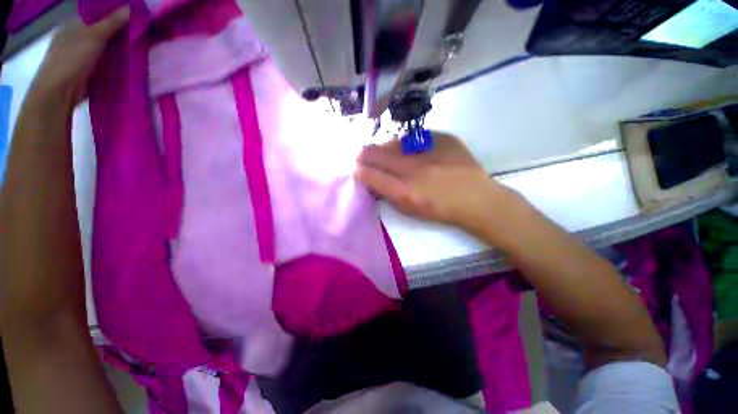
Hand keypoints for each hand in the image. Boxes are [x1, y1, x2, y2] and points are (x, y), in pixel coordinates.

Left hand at [28, 6, 129, 105]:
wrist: (58, 93)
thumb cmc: (71, 60)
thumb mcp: (93, 37)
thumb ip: (111, 23)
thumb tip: (130, 8)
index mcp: (72, 26)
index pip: (95, 16)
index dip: (113, 15)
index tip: (132, 18)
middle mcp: (74, 38)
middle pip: (99, 32)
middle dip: (117, 33)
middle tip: (137, 34)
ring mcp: (78, 56)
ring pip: (102, 48)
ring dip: (116, 49)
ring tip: (135, 49)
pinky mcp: (84, 71)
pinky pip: (102, 62)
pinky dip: (112, 62)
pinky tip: (124, 64)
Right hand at [356, 132, 520, 233]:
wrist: (476, 198)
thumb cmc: (440, 210)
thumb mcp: (409, 210)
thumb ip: (387, 193)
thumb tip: (371, 178)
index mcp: (404, 192)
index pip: (369, 175)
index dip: (359, 171)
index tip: (357, 169)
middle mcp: (413, 169)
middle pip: (375, 154)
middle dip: (364, 155)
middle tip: (363, 156)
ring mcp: (429, 150)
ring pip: (393, 142)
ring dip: (386, 148)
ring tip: (390, 154)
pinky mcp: (443, 138)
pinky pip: (415, 137)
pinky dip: (409, 144)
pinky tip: (414, 151)